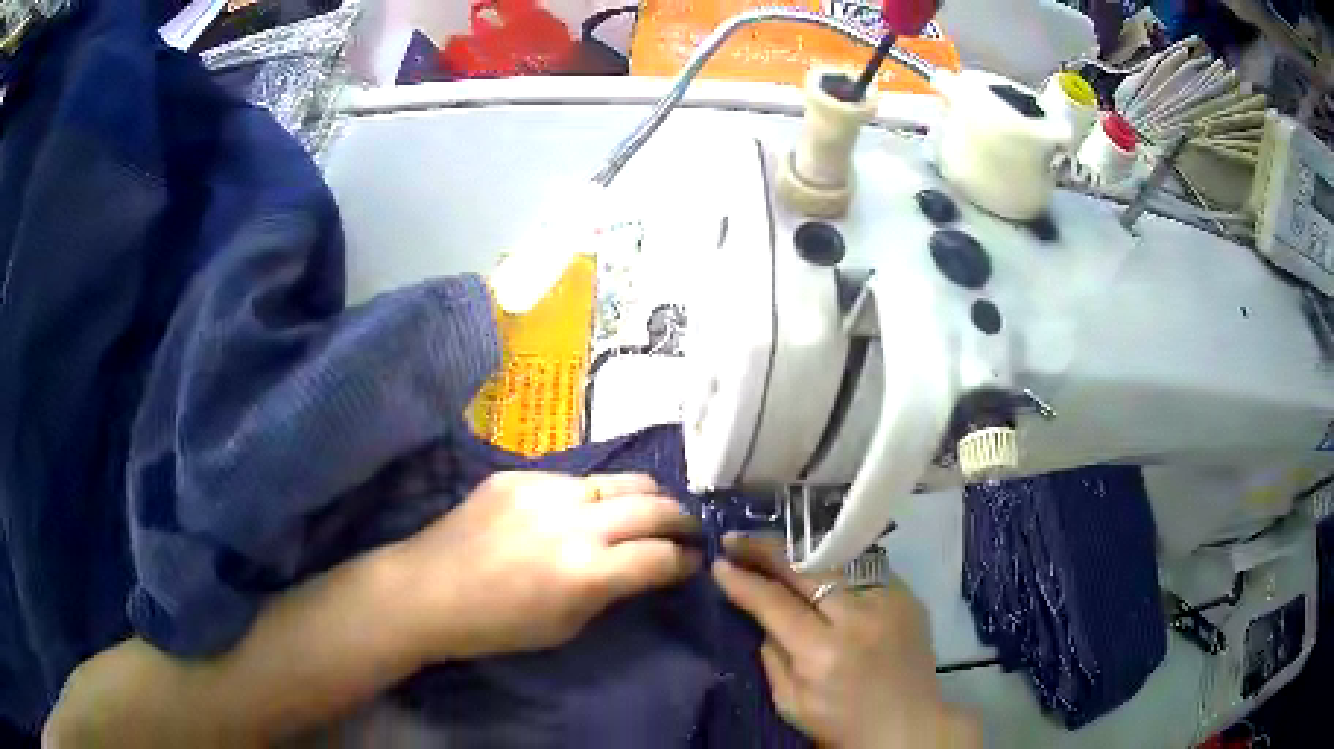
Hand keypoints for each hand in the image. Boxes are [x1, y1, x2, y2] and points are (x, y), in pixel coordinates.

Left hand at [398, 471, 701, 661]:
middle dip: (681, 519)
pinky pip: (573, 479)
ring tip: (650, 509)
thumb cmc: (498, 626)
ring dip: (645, 497)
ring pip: (618, 480)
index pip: (661, 556)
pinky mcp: (518, 475)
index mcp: (586, 572)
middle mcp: (572, 522)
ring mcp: (543, 490)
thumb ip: (612, 591)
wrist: (427, 591)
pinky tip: (583, 510)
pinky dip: (591, 496)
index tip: (693, 561)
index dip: (686, 560)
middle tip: (688, 529)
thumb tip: (646, 568)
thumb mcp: (567, 626)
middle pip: (652, 506)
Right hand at [712, 537, 980, 748]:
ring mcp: (890, 602)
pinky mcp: (910, 597)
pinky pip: (866, 571)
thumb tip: (763, 616)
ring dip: (802, 553)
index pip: (775, 603)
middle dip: (767, 550)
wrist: (908, 728)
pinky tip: (820, 567)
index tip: (720, 564)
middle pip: (807, 569)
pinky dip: (838, 568)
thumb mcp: (790, 704)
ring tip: (775, 547)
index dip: (744, 581)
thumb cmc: (842, 725)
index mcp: (823, 653)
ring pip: (838, 562)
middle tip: (738, 539)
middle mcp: (859, 619)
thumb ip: (772, 657)